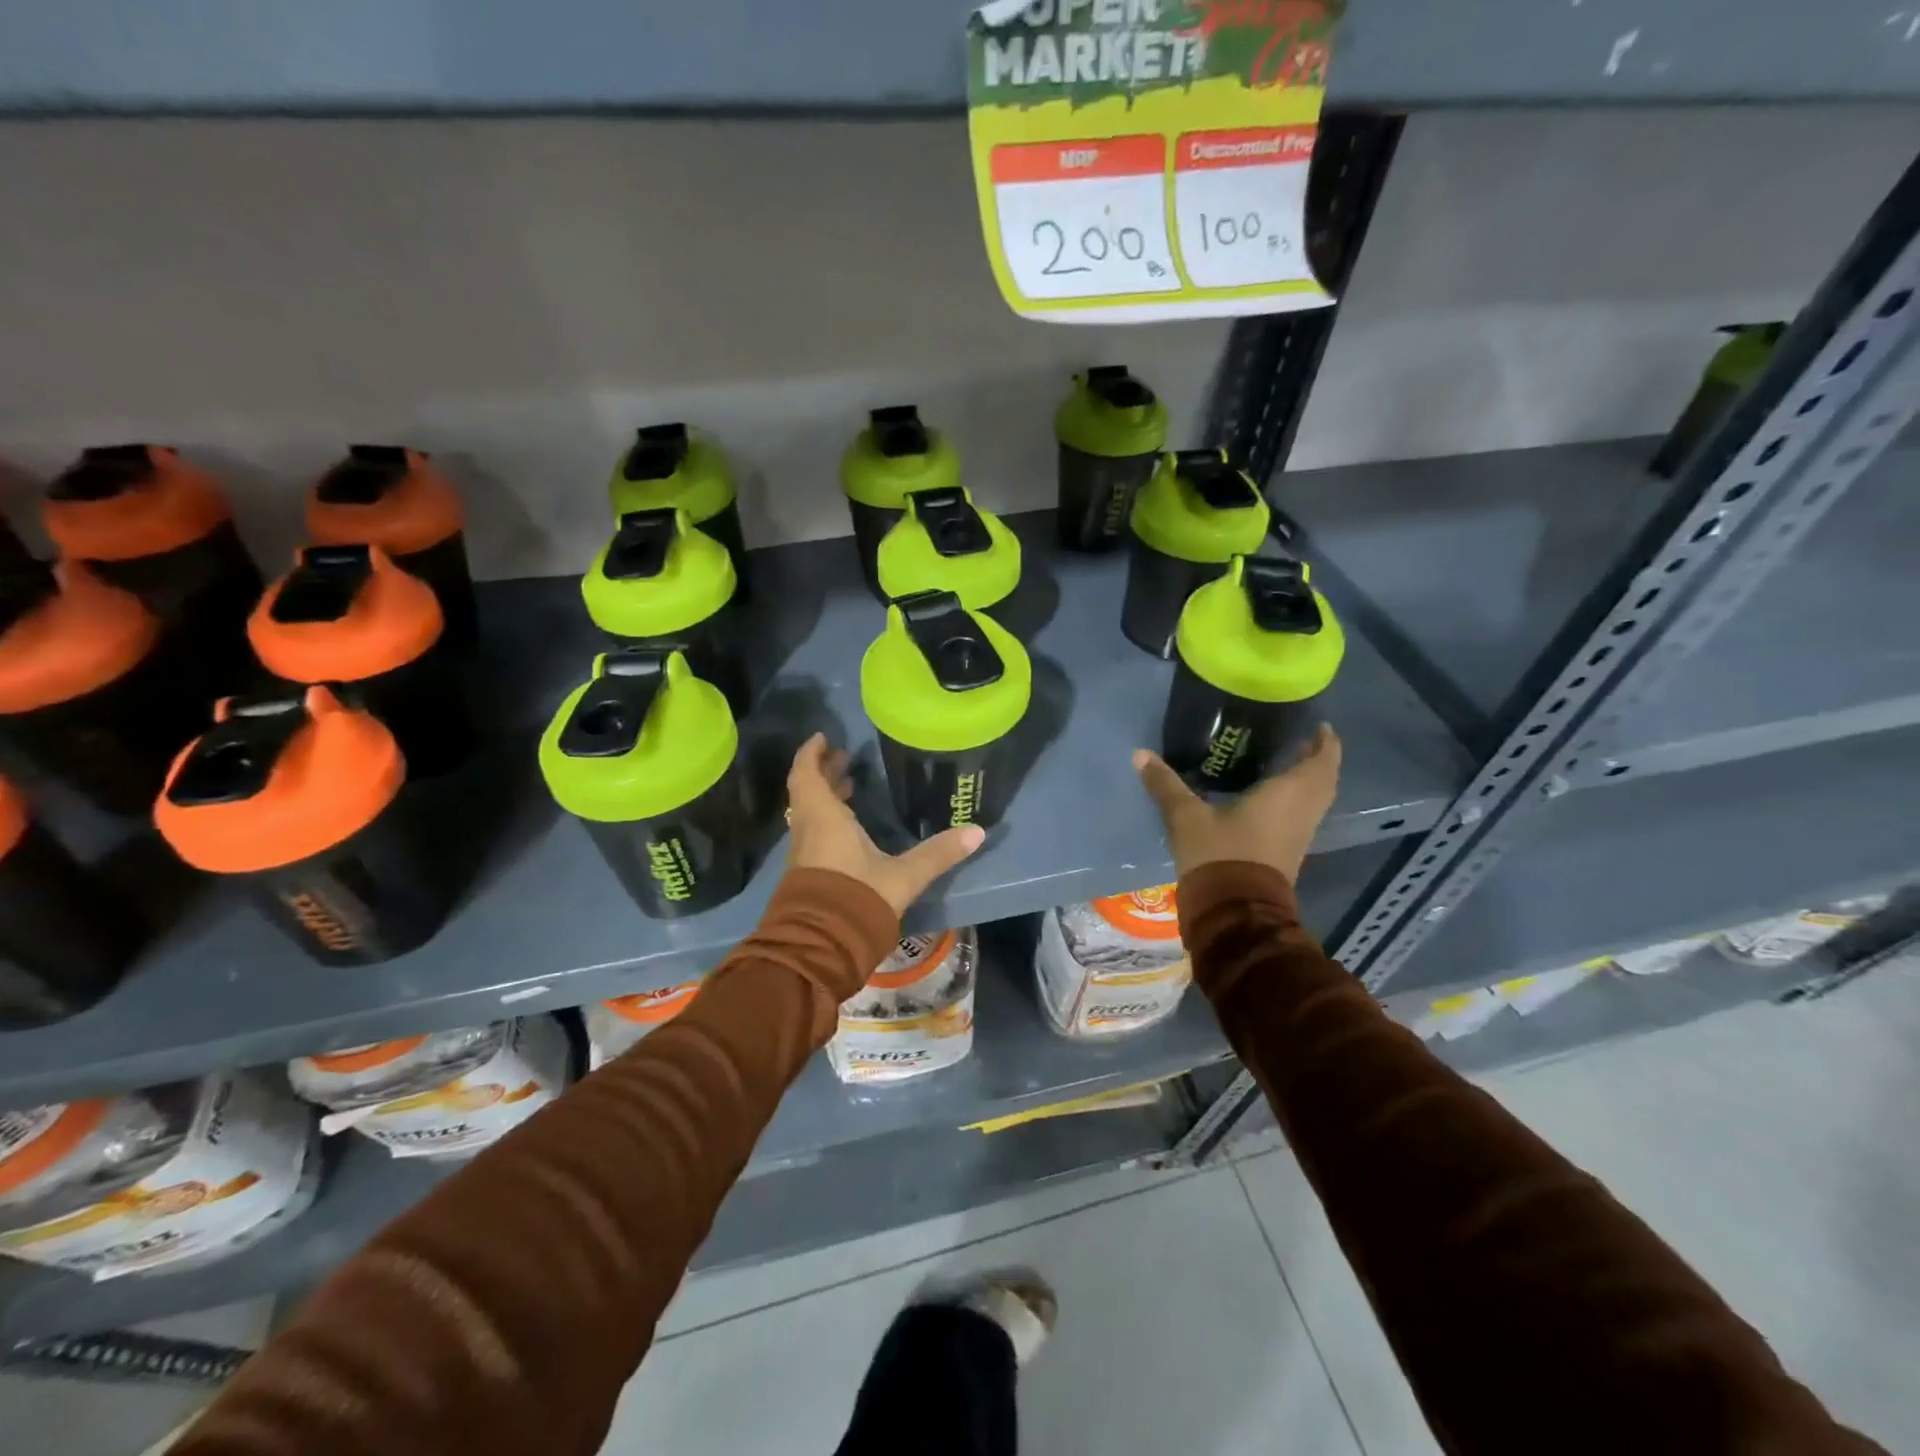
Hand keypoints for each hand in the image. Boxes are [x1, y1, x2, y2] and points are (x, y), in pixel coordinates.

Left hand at [786, 733, 984, 916]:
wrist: (820, 948)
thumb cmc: (857, 900)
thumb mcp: (904, 876)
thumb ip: (938, 853)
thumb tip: (977, 831)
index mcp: (824, 818)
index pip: (807, 774)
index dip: (812, 753)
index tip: (824, 738)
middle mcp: (807, 830)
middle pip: (807, 791)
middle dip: (823, 772)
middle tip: (844, 758)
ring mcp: (803, 853)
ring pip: (808, 812)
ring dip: (824, 796)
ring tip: (848, 786)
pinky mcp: (805, 873)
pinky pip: (811, 832)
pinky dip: (825, 818)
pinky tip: (847, 828)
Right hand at [1133, 725, 1342, 884]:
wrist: (1233, 911)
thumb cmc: (1219, 854)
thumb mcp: (1187, 816)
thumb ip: (1166, 784)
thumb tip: (1140, 754)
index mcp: (1288, 794)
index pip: (1321, 760)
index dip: (1325, 742)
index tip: (1319, 725)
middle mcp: (1302, 811)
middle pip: (1324, 780)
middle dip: (1318, 759)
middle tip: (1300, 741)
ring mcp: (1299, 835)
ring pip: (1316, 800)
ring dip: (1310, 781)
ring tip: (1288, 764)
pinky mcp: (1289, 853)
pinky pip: (1303, 816)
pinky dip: (1298, 800)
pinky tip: (1272, 797)